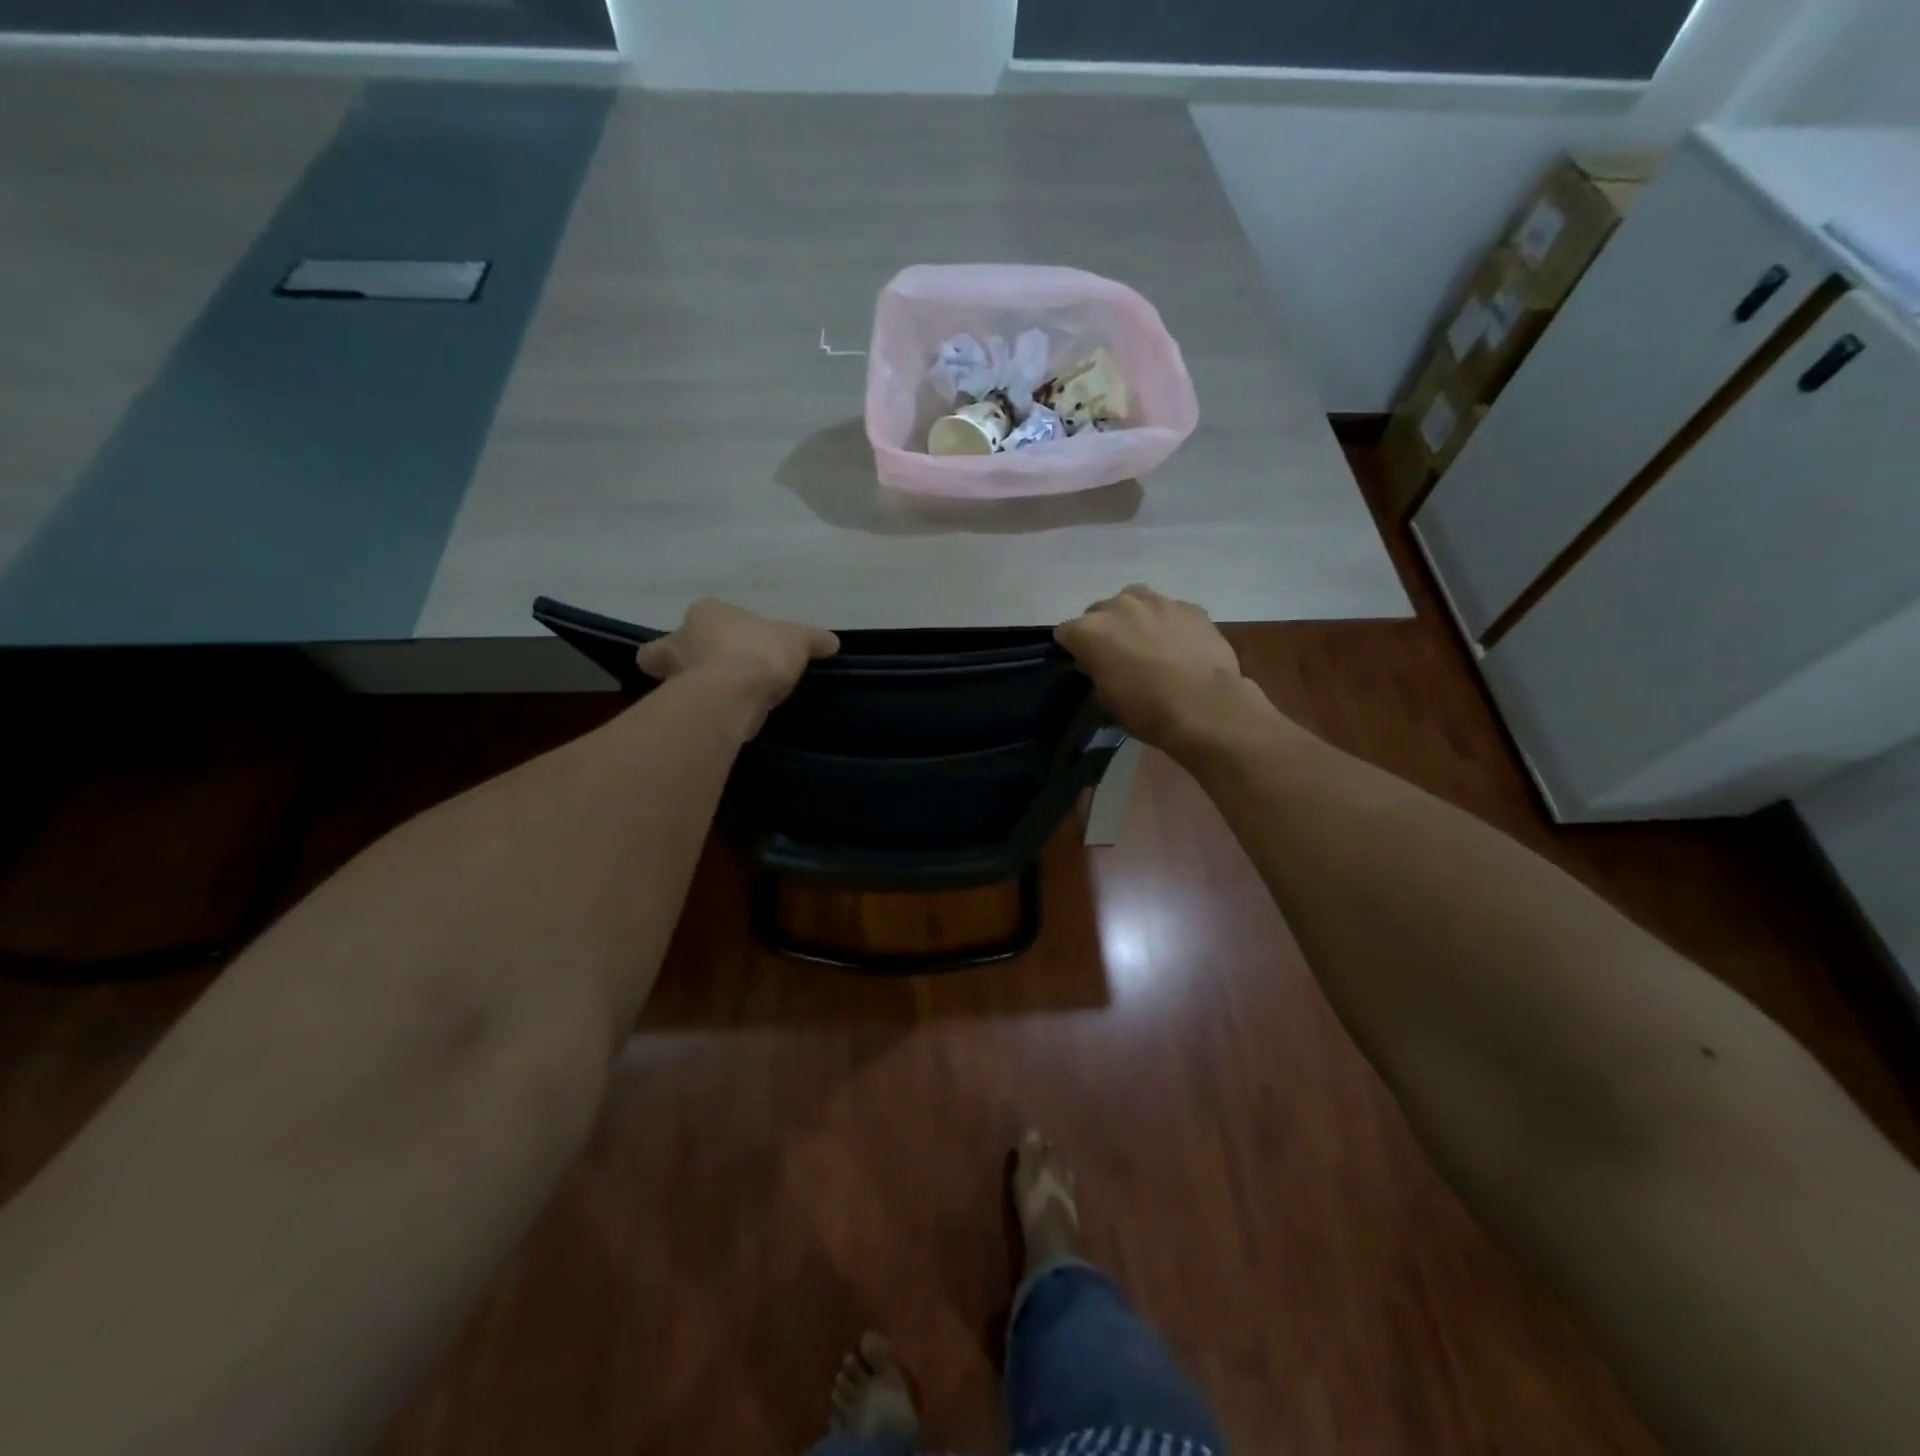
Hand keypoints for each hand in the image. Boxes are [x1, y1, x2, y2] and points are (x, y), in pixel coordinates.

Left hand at [636, 599, 838, 733]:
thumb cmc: (760, 652)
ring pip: (675, 681)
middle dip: (680, 661)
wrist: (733, 693)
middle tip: (710, 675)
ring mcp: (673, 676)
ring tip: (724, 703)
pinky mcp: (677, 709)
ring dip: (694, 690)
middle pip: (666, 651)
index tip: (737, 646)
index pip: (703, 617)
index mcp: (705, 613)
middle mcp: (679, 640)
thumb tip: (832, 641)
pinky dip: (702, 714)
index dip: (716, 630)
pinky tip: (725, 721)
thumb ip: (813, 640)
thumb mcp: (797, 641)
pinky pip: (688, 709)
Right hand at [1055, 585, 1255, 750]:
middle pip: (1099, 611)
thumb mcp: (1107, 699)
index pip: (1066, 632)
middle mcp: (1119, 606)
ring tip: (1147, 642)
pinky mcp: (1189, 607)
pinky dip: (1167, 623)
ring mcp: (1157, 601)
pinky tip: (1179, 645)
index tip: (1085, 664)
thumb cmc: (1147, 711)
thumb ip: (1096, 671)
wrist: (1206, 707)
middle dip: (1104, 630)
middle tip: (1118, 655)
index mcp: (1090, 631)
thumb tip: (1098, 661)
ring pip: (1134, 601)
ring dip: (1134, 618)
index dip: (1074, 648)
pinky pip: (1168, 610)